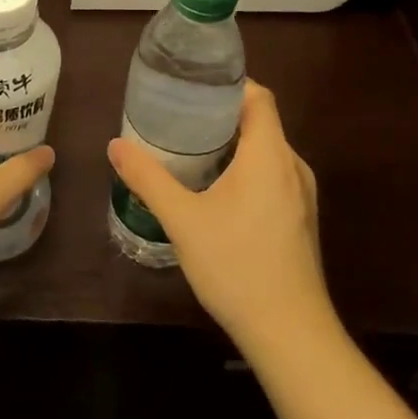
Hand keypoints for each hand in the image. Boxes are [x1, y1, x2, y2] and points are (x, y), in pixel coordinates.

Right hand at [108, 79, 332, 354]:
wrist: (290, 334)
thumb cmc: (237, 266)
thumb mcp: (183, 220)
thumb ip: (149, 179)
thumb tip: (115, 146)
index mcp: (270, 154)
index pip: (259, 96)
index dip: (229, 84)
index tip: (194, 87)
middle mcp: (292, 166)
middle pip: (260, 122)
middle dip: (221, 115)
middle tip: (180, 118)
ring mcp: (302, 195)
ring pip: (267, 152)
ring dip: (233, 145)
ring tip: (192, 151)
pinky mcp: (300, 219)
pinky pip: (273, 176)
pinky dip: (246, 170)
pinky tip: (217, 192)